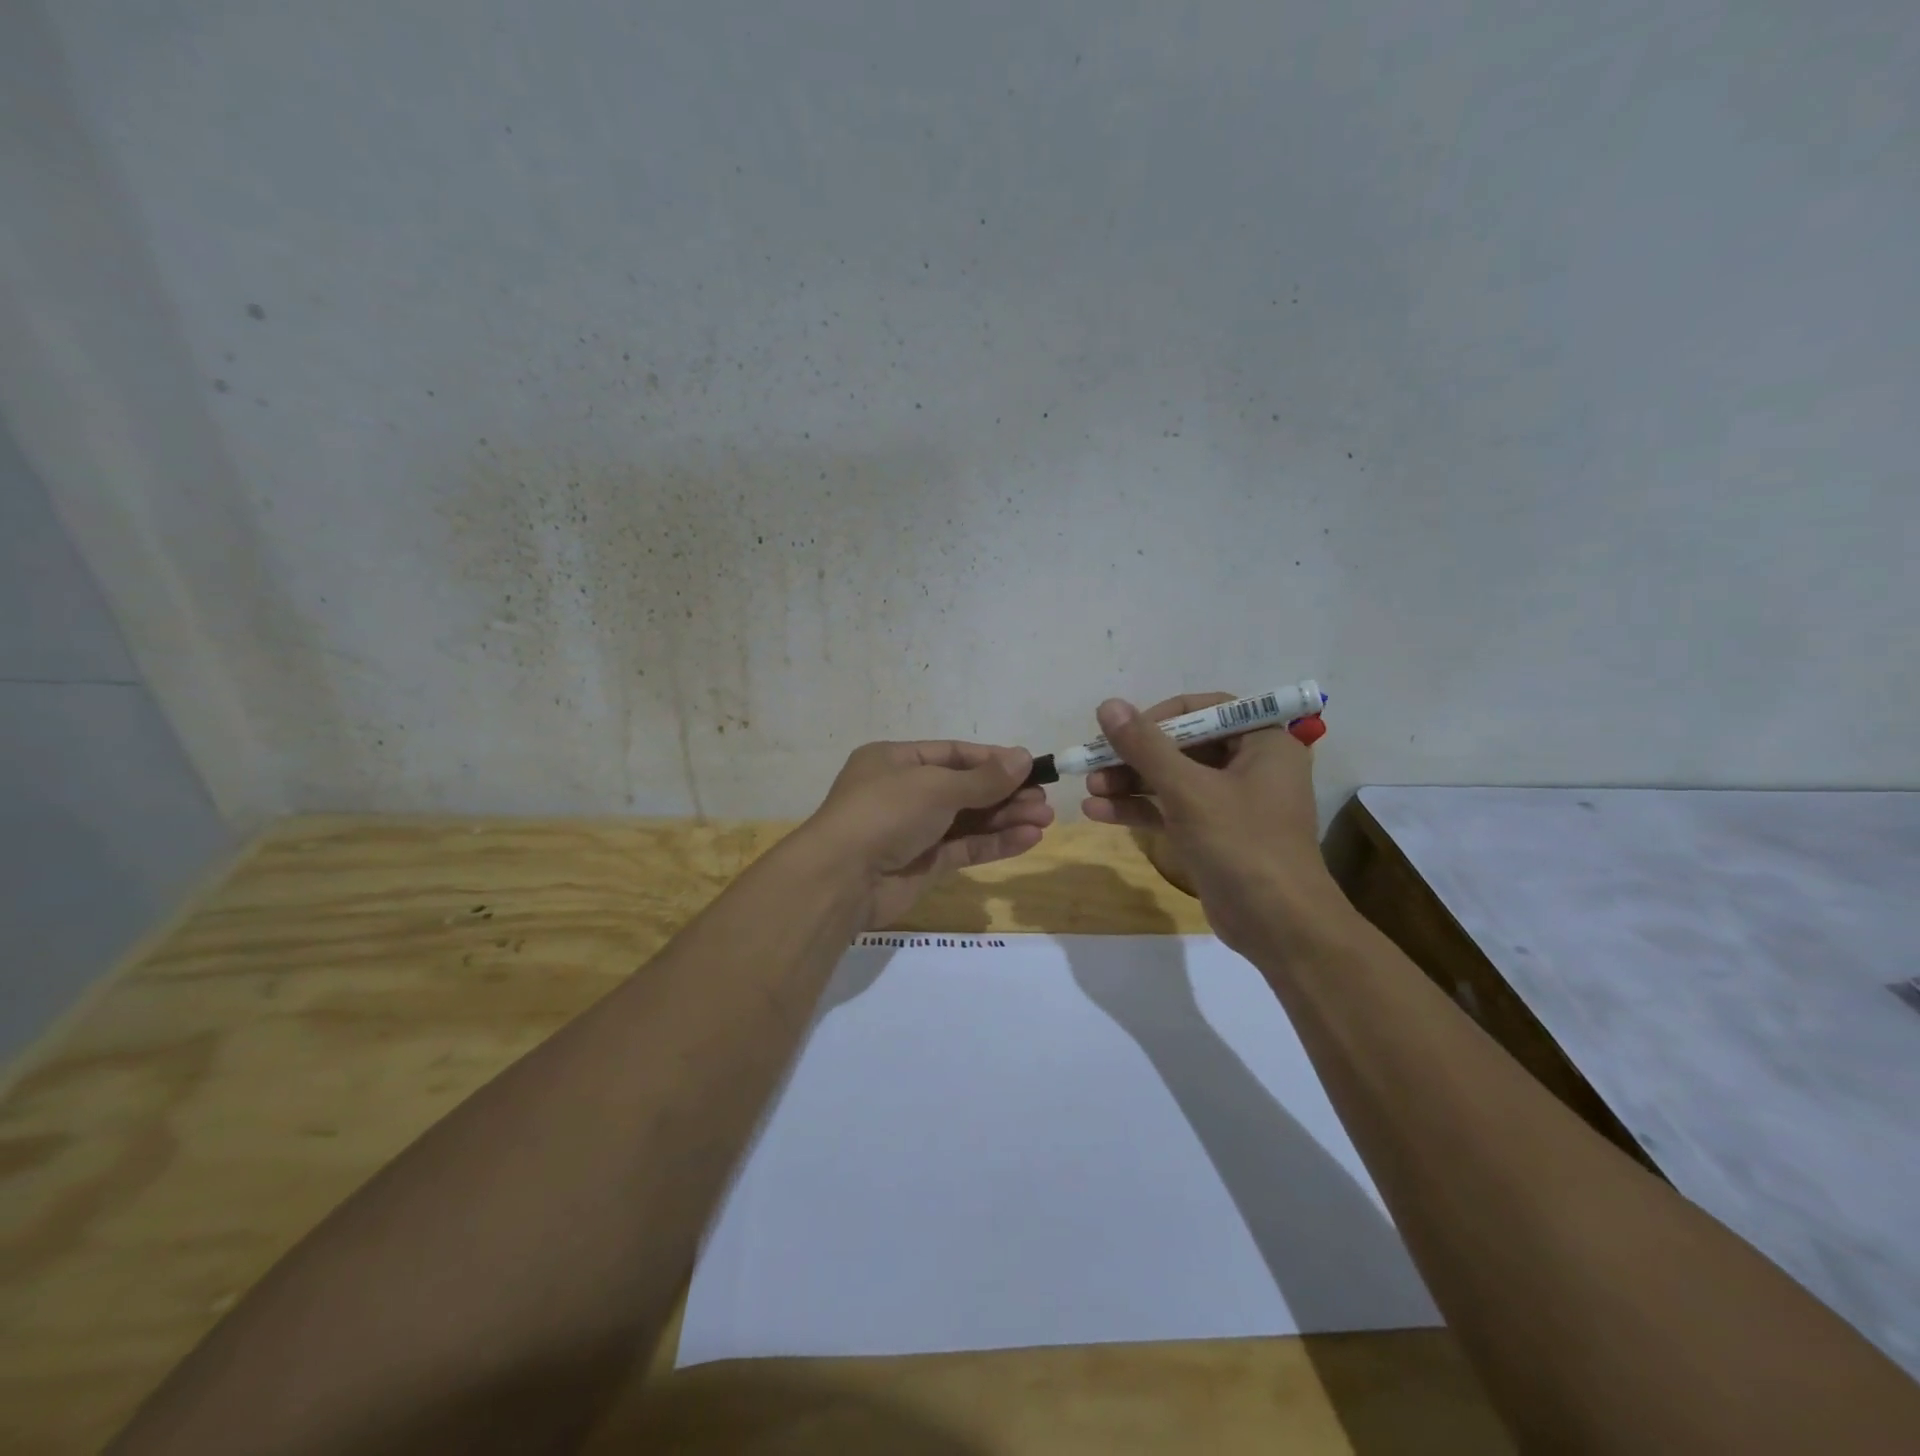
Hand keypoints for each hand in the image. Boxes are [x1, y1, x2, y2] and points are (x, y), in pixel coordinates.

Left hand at [799, 740, 1054, 927]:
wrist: (842, 879)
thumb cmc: (886, 812)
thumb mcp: (936, 786)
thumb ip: (983, 778)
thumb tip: (1024, 758)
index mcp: (895, 761)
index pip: (952, 754)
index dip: (992, 760)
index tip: (1029, 766)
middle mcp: (904, 792)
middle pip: (964, 788)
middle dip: (1005, 793)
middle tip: (1044, 799)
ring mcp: (914, 830)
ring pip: (968, 820)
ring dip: (1006, 818)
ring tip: (1045, 819)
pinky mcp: (923, 864)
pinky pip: (964, 848)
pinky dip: (994, 843)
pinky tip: (1028, 839)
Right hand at [1081, 694, 1340, 950]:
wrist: (1279, 926)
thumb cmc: (1242, 844)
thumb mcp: (1188, 790)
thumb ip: (1146, 746)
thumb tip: (1108, 705)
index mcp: (1262, 742)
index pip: (1204, 710)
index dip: (1158, 717)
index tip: (1121, 731)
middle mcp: (1250, 765)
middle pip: (1182, 745)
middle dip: (1135, 756)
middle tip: (1093, 763)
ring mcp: (1231, 802)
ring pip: (1172, 779)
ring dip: (1130, 782)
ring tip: (1089, 789)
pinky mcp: (1214, 833)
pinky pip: (1172, 810)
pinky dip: (1139, 809)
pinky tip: (1097, 812)